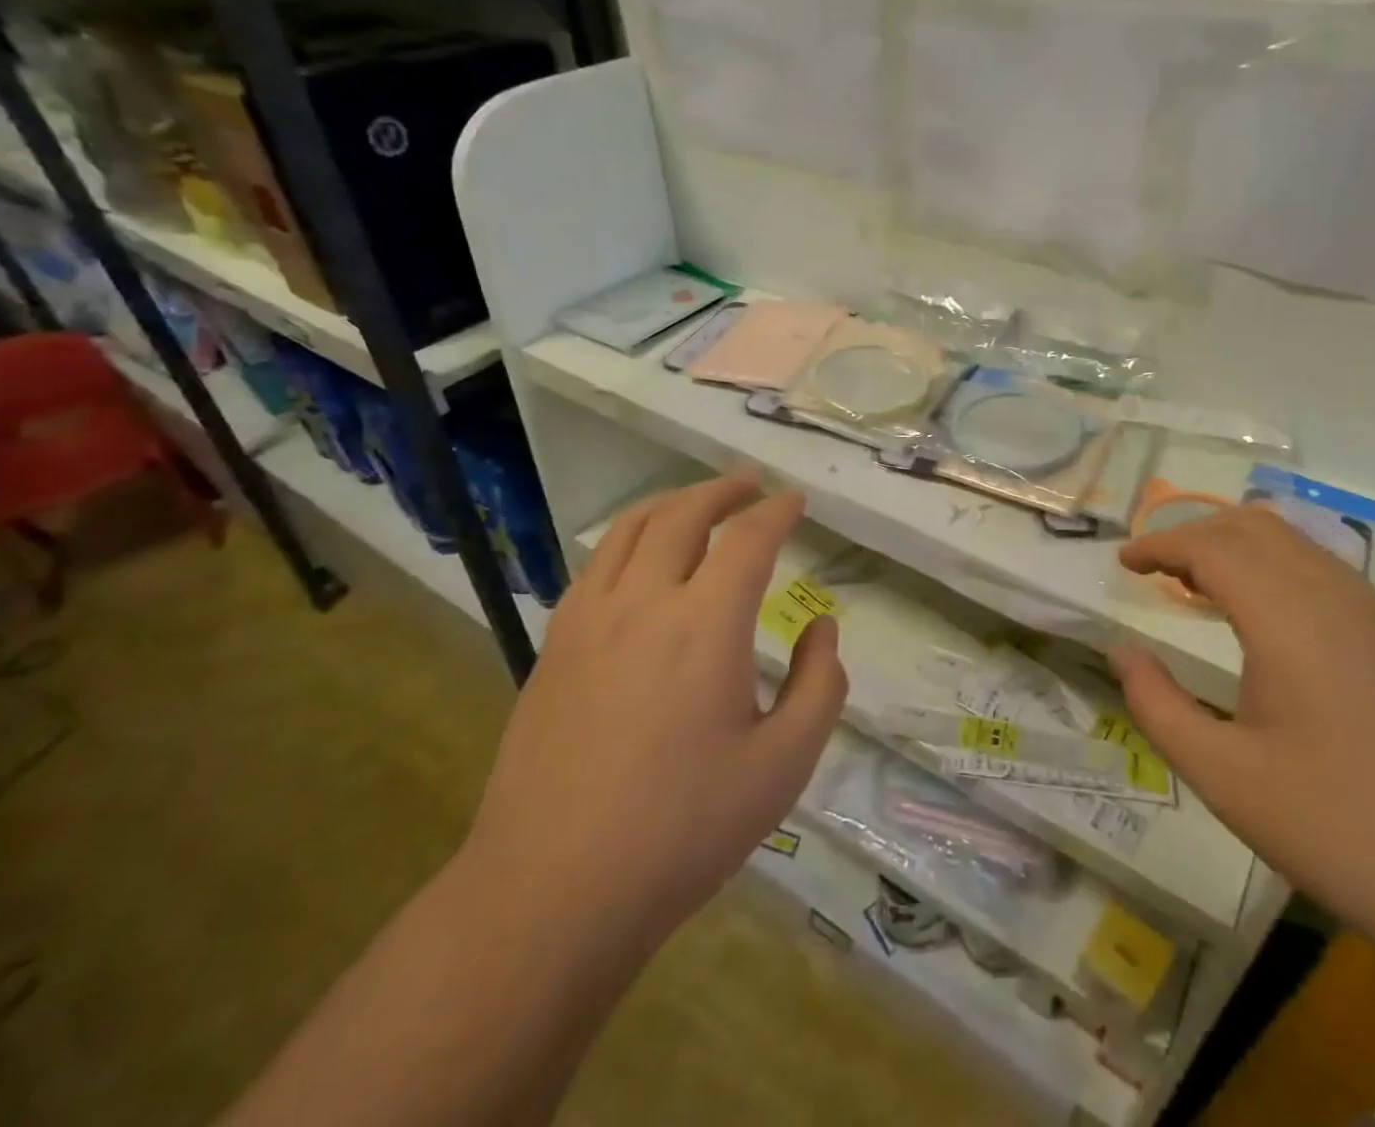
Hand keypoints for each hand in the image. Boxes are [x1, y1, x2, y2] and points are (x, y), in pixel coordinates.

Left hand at [466, 474, 845, 941]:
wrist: (552, 890)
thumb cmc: (682, 831)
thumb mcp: (783, 767)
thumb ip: (820, 686)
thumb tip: (821, 627)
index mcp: (706, 625)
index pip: (749, 539)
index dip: (778, 512)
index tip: (797, 501)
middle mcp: (644, 601)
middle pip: (685, 514)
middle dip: (724, 490)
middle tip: (751, 485)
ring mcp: (589, 618)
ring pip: (632, 528)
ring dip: (673, 502)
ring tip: (699, 502)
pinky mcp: (555, 644)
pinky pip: (596, 563)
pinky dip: (629, 537)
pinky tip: (640, 557)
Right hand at [1112, 503, 1374, 955]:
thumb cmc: (1341, 829)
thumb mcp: (1224, 777)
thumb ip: (1157, 705)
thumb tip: (1123, 653)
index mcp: (1288, 617)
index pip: (1210, 545)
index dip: (1159, 544)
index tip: (1123, 561)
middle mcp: (1336, 596)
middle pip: (1253, 526)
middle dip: (1195, 534)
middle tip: (1156, 569)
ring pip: (1295, 544)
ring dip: (1238, 548)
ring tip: (1200, 588)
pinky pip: (1327, 573)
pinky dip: (1276, 569)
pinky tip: (1266, 622)